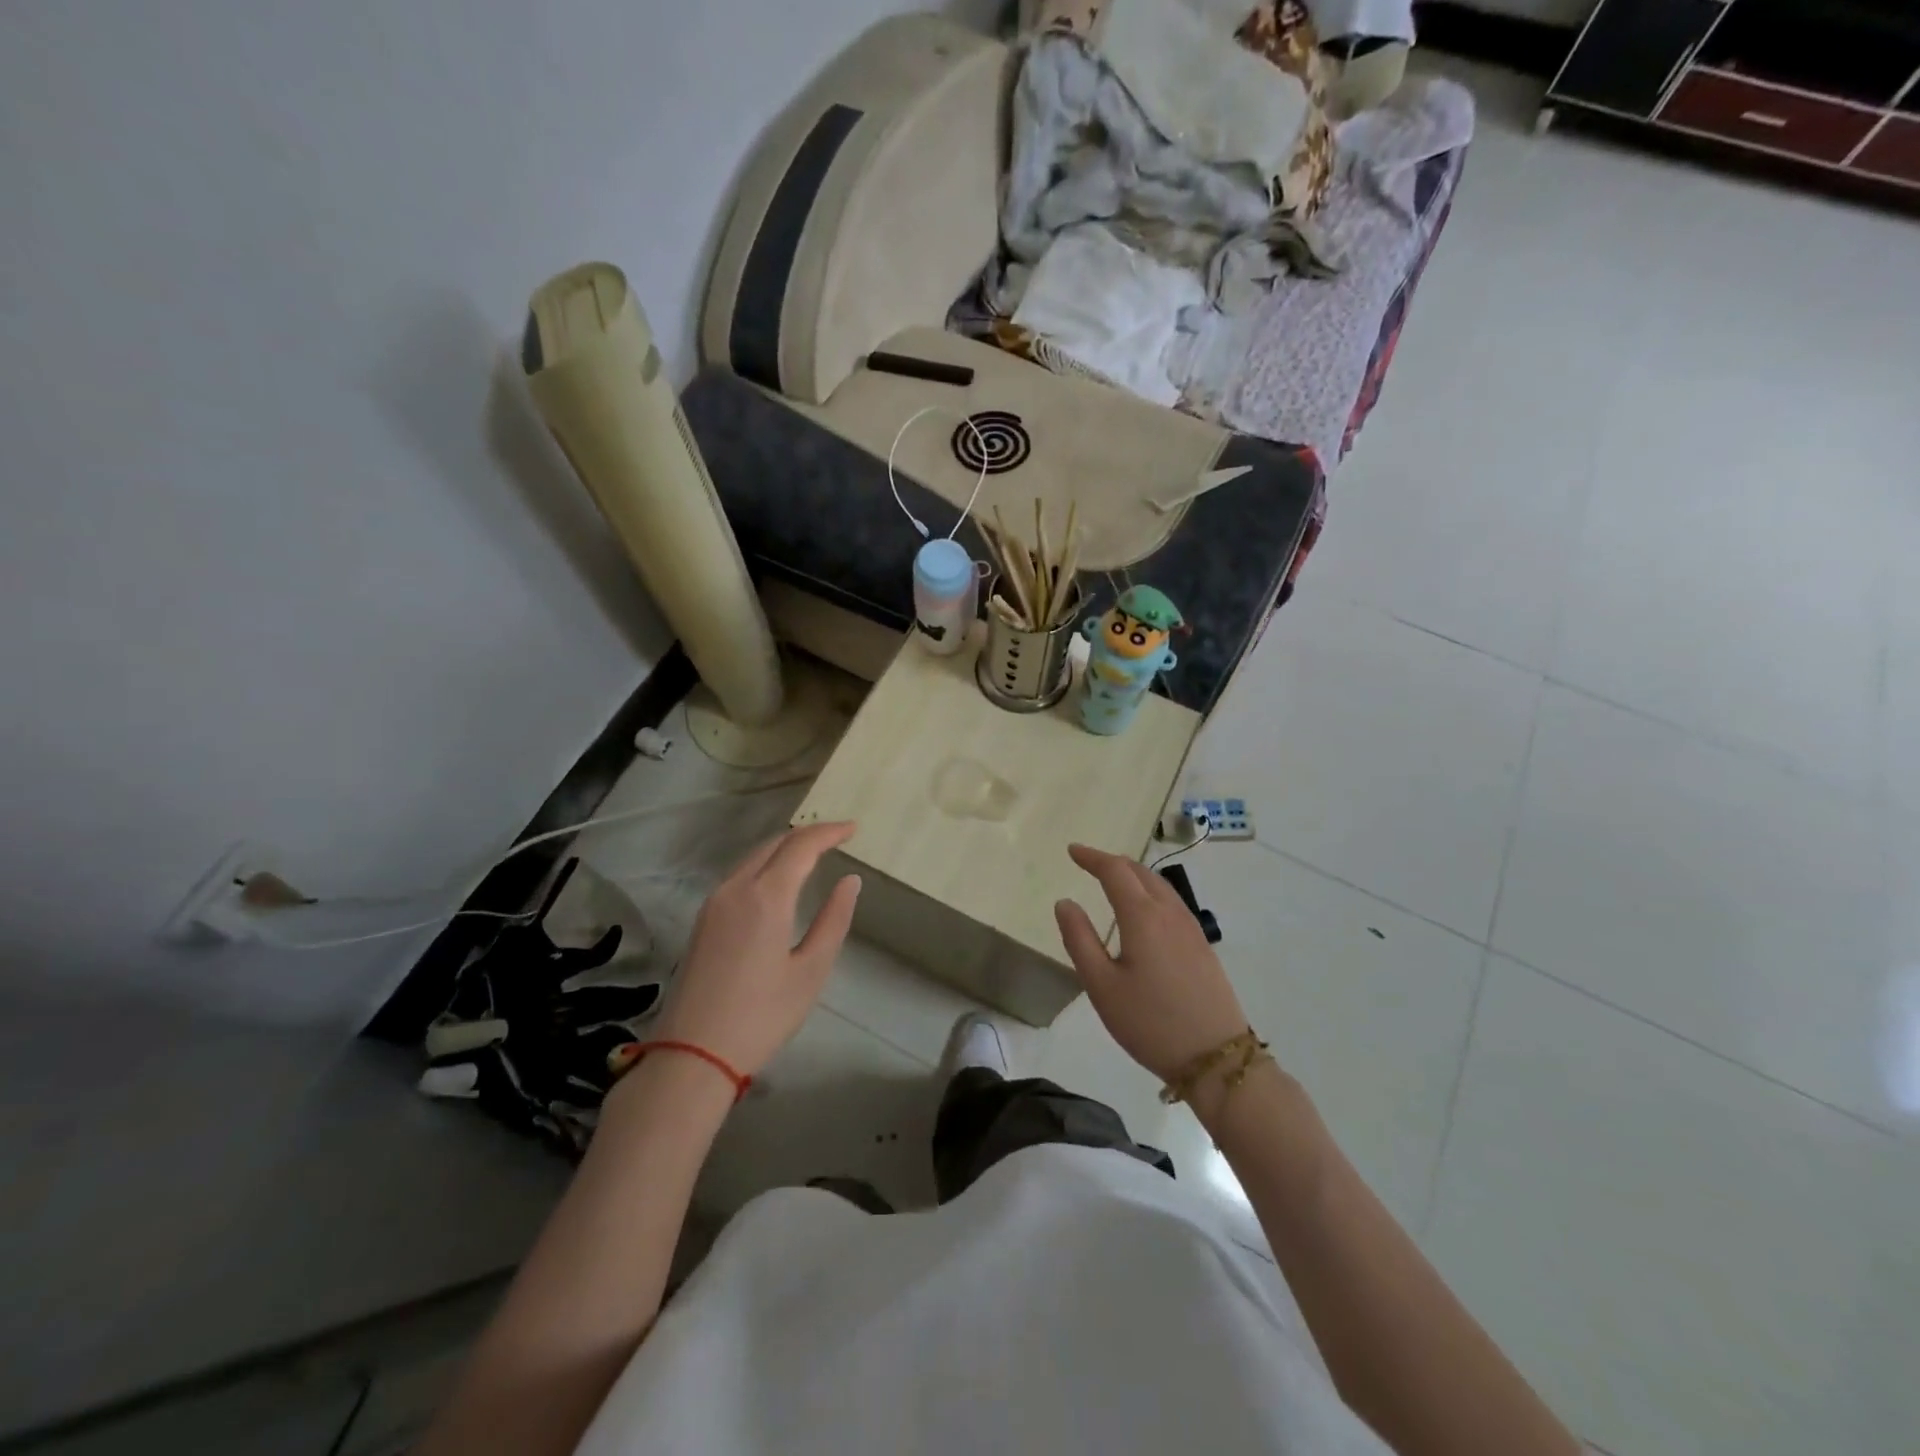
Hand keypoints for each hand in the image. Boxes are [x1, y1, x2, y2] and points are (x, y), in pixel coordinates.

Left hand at [650, 822, 861, 1076]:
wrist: (692, 1055)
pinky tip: (779, 880)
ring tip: (813, 853)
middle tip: (838, 837)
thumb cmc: (762, 1016)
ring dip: (785, 848)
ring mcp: (714, 903)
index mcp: (766, 897)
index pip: (801, 846)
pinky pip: (739, 875)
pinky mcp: (703, 919)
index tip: (853, 829)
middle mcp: (736, 889)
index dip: (829, 832)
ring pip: (753, 857)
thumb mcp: (811, 970)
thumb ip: (834, 919)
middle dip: (808, 835)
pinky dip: (765, 865)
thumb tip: (850, 881)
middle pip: (774, 844)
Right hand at [1054, 843, 1249, 1080]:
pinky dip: (1151, 891)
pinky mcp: (1202, 945)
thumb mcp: (1101, 986)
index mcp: (1142, 916)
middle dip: (1113, 862)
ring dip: (1134, 875)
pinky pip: (1172, 902)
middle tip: (1089, 863)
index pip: (1114, 871)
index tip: (1072, 850)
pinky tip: (1144, 912)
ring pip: (1160, 885)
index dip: (1092, 857)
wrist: (1215, 1057)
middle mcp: (1169, 913)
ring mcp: (1191, 928)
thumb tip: (1065, 902)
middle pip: (1140, 872)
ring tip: (1114, 881)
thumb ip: (1079, 939)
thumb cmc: (1149, 1022)